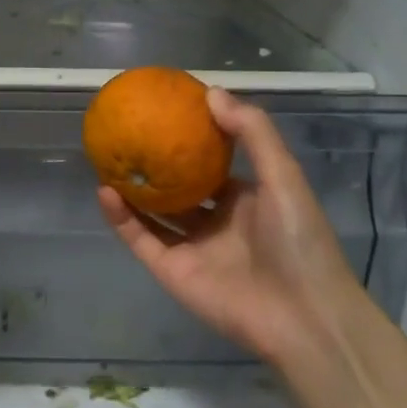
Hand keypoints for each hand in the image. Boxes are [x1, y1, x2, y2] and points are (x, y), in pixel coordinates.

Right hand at [98, 87, 377, 362]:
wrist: (302, 315)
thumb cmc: (298, 240)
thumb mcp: (283, 176)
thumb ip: (252, 133)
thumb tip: (212, 92)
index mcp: (246, 200)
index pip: (213, 167)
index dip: (193, 142)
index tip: (168, 114)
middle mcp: (216, 222)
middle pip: (178, 189)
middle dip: (156, 166)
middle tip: (129, 135)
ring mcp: (191, 248)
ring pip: (153, 214)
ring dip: (131, 190)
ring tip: (106, 159)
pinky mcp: (171, 271)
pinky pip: (140, 238)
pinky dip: (121, 217)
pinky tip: (104, 190)